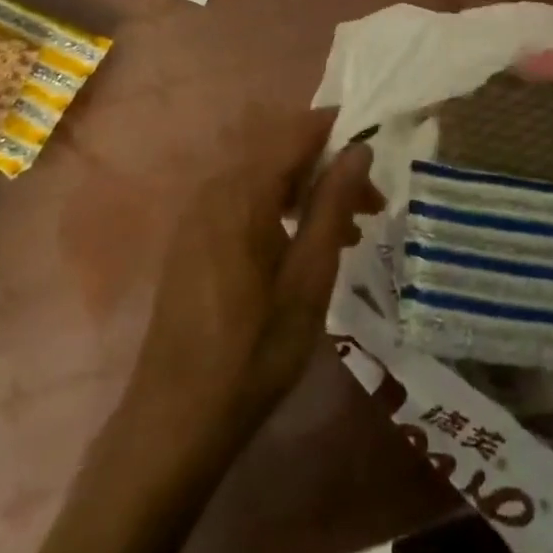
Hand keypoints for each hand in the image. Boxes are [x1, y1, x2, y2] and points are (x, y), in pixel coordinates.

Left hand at [132, 108, 381, 433]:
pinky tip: (305, 247)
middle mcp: (216, 187)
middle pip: (282, 152)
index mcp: (243, 190)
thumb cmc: (253, 350)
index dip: (340, 130)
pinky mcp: (194, 238)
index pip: (298, 131)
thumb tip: (360, 148)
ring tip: (349, 231)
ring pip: (266, 178)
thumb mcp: (309, 277)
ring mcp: (199, 213)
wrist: (174, 422)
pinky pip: (246, 201)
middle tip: (371, 204)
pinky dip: (281, 209)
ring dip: (309, 192)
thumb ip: (334, 204)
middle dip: (330, 168)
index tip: (377, 150)